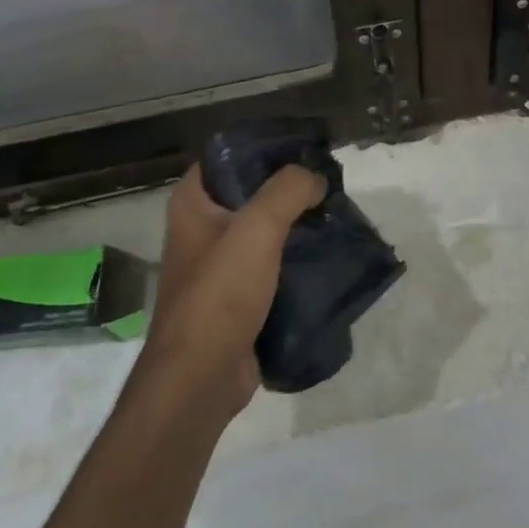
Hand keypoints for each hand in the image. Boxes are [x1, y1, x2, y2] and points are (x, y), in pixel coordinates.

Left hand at [132, 163, 326, 423]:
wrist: (200, 380)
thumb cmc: (220, 293)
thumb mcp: (258, 227)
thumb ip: (289, 189)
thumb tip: (316, 177)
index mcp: (193, 200)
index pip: (230, 154)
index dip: (267, 147)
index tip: (306, 148)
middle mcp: (201, 225)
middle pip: (251, 191)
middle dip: (289, 188)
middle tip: (329, 184)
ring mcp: (218, 263)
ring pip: (265, 230)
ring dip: (296, 225)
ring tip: (334, 217)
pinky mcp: (237, 296)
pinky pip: (271, 265)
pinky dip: (295, 260)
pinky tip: (326, 255)